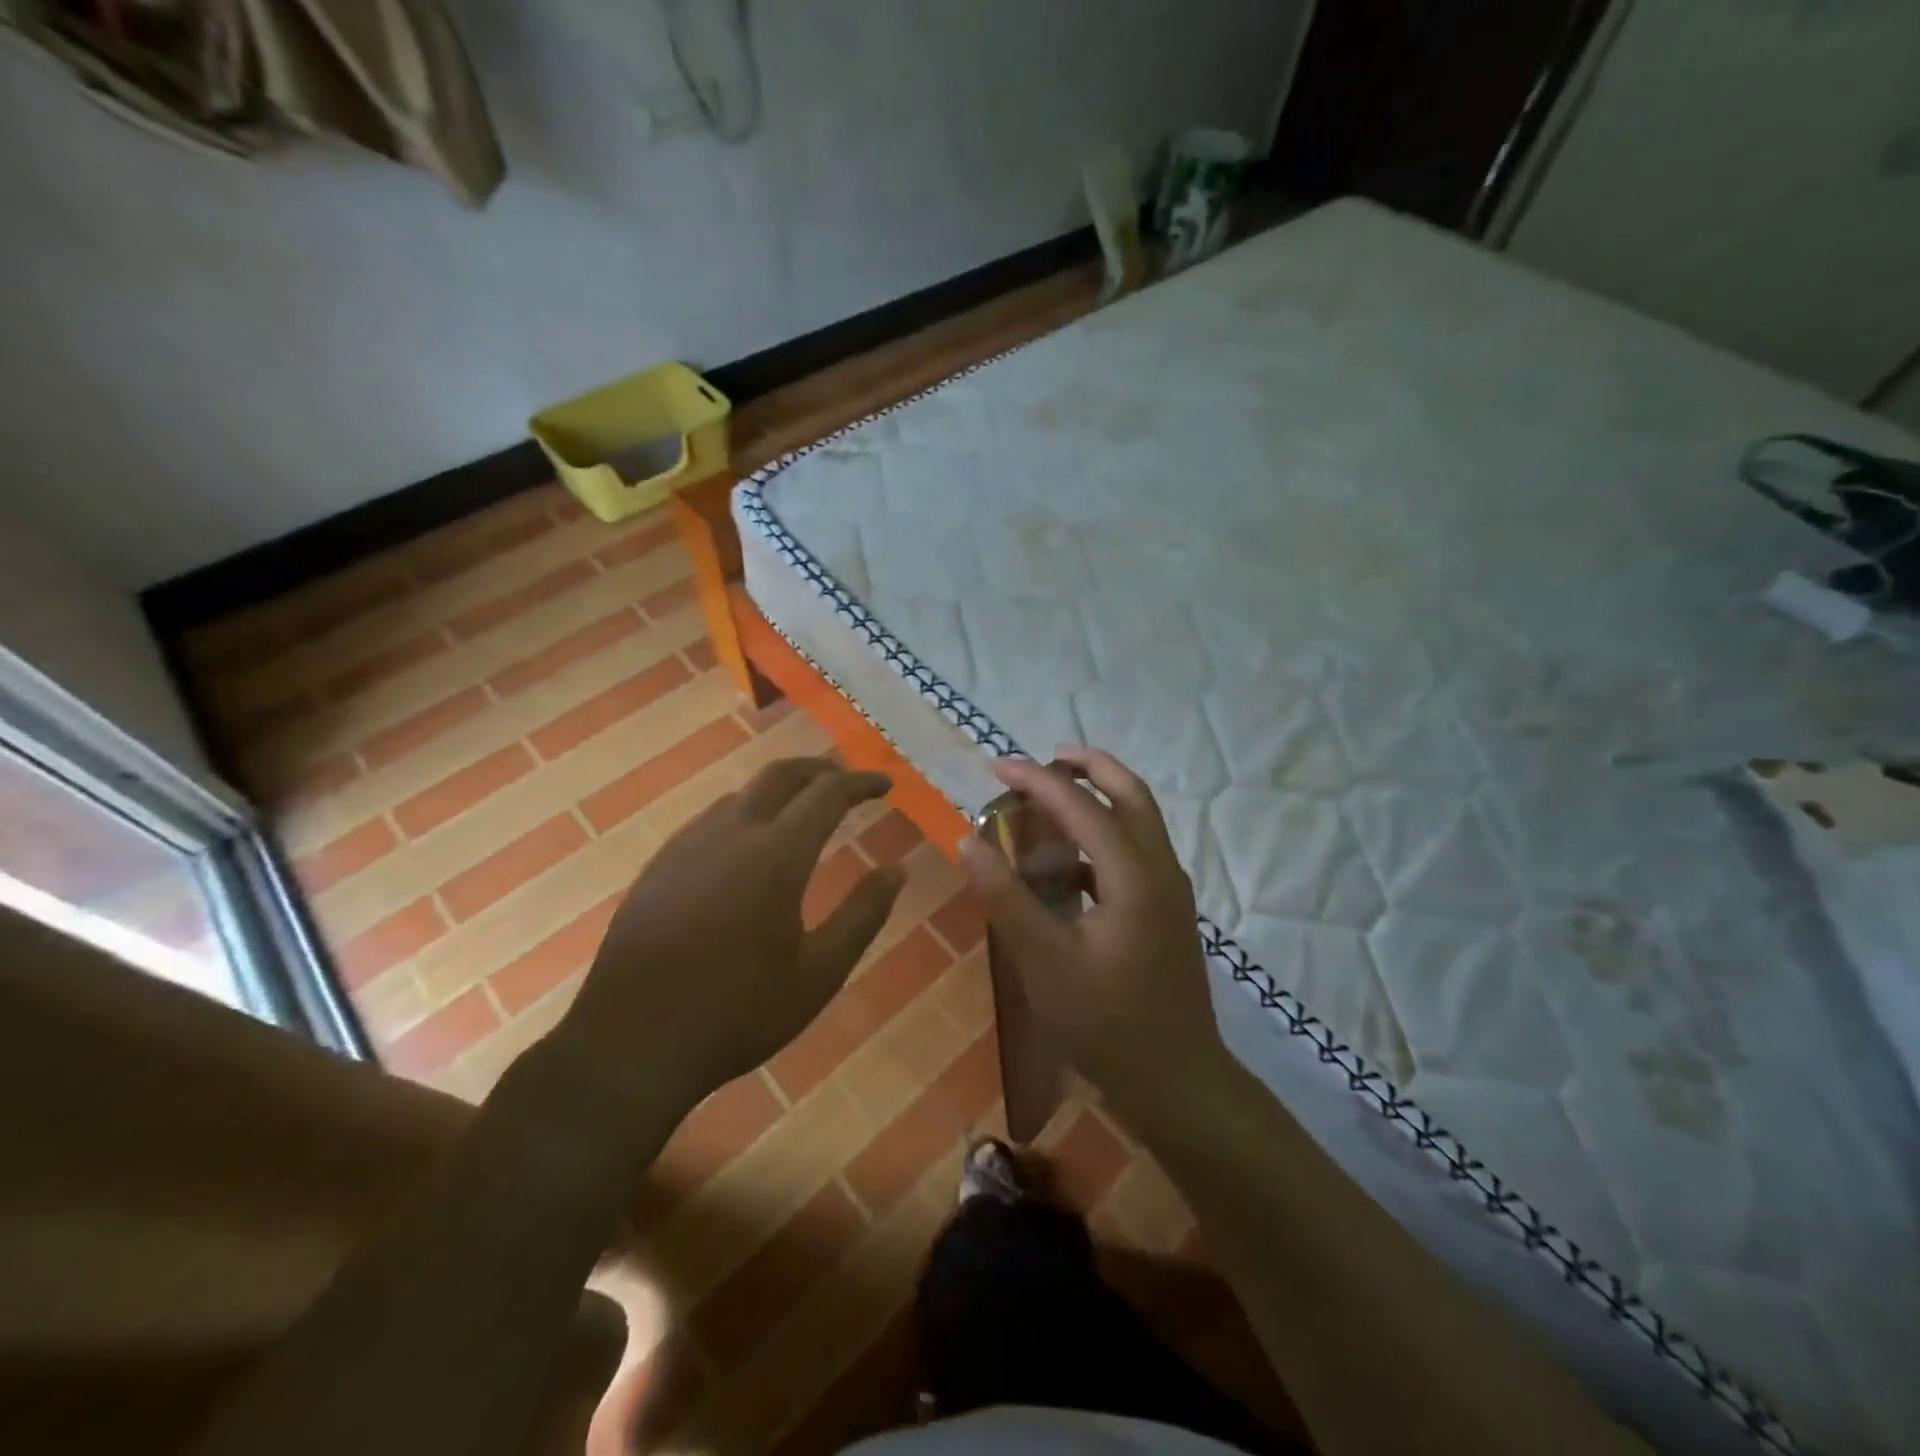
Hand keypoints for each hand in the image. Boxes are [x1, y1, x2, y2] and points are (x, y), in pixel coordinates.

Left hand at [551, 757, 904, 1134]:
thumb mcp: (818, 973)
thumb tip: (898, 870)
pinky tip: (750, 845)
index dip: (861, 783)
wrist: (631, 1043)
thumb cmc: (738, 1013)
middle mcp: (732, 834)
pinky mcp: (660, 864)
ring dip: (782, 790)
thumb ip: (863, 915)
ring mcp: (688, 845)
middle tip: (848, 783)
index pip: (827, 793)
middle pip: (781, 775)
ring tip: (804, 811)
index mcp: (777, 856)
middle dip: (821, 769)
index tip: (885, 785)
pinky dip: (746, 812)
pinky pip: (712, 818)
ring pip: (743, 793)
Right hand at [957, 747, 1226, 1105]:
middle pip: (1131, 794)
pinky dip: (1103, 839)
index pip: (1083, 806)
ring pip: (1139, 821)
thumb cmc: (1105, 1022)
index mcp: (1134, 875)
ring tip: (1051, 802)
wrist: (1177, 1081)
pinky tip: (1067, 866)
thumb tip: (968, 840)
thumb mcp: (1042, 960)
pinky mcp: (1167, 912)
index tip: (997, 765)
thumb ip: (1005, 896)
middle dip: (1090, 767)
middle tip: (1047, 758)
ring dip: (1099, 799)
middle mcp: (1161, 870)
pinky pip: (1136, 853)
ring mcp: (1170, 891)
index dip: (1037, 781)